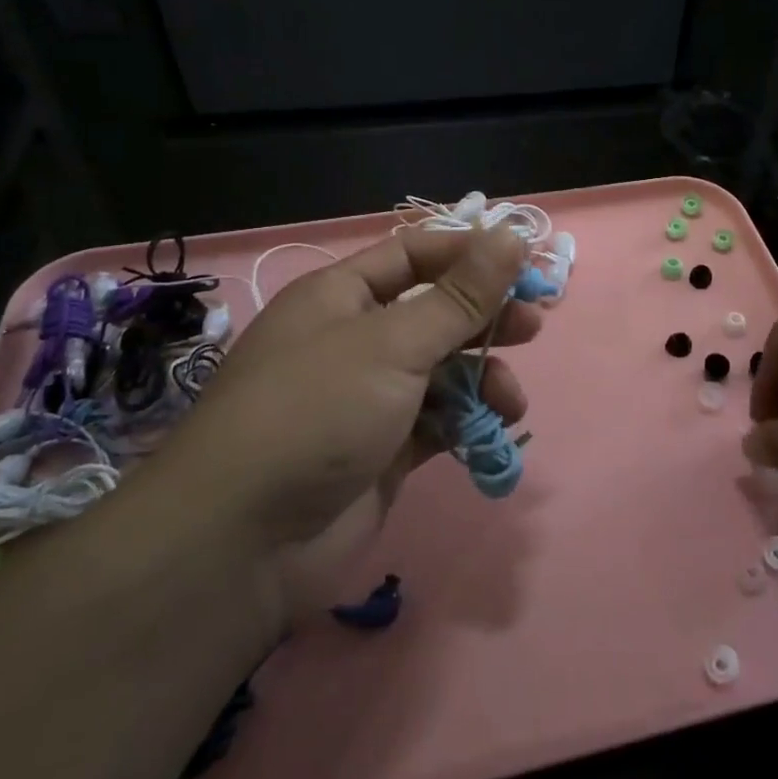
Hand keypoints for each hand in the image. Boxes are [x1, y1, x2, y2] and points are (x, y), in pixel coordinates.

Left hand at [161, 223, 537, 549]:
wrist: (244, 543)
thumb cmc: (317, 413)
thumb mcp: (393, 344)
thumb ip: (460, 296)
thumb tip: (512, 235)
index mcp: (341, 296)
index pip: (414, 255)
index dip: (468, 254)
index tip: (524, 264)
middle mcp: (355, 340)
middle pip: (434, 312)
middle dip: (484, 318)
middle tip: (533, 327)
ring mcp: (369, 398)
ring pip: (442, 372)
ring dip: (482, 379)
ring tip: (510, 402)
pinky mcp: (384, 451)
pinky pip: (437, 422)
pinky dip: (466, 423)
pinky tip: (490, 433)